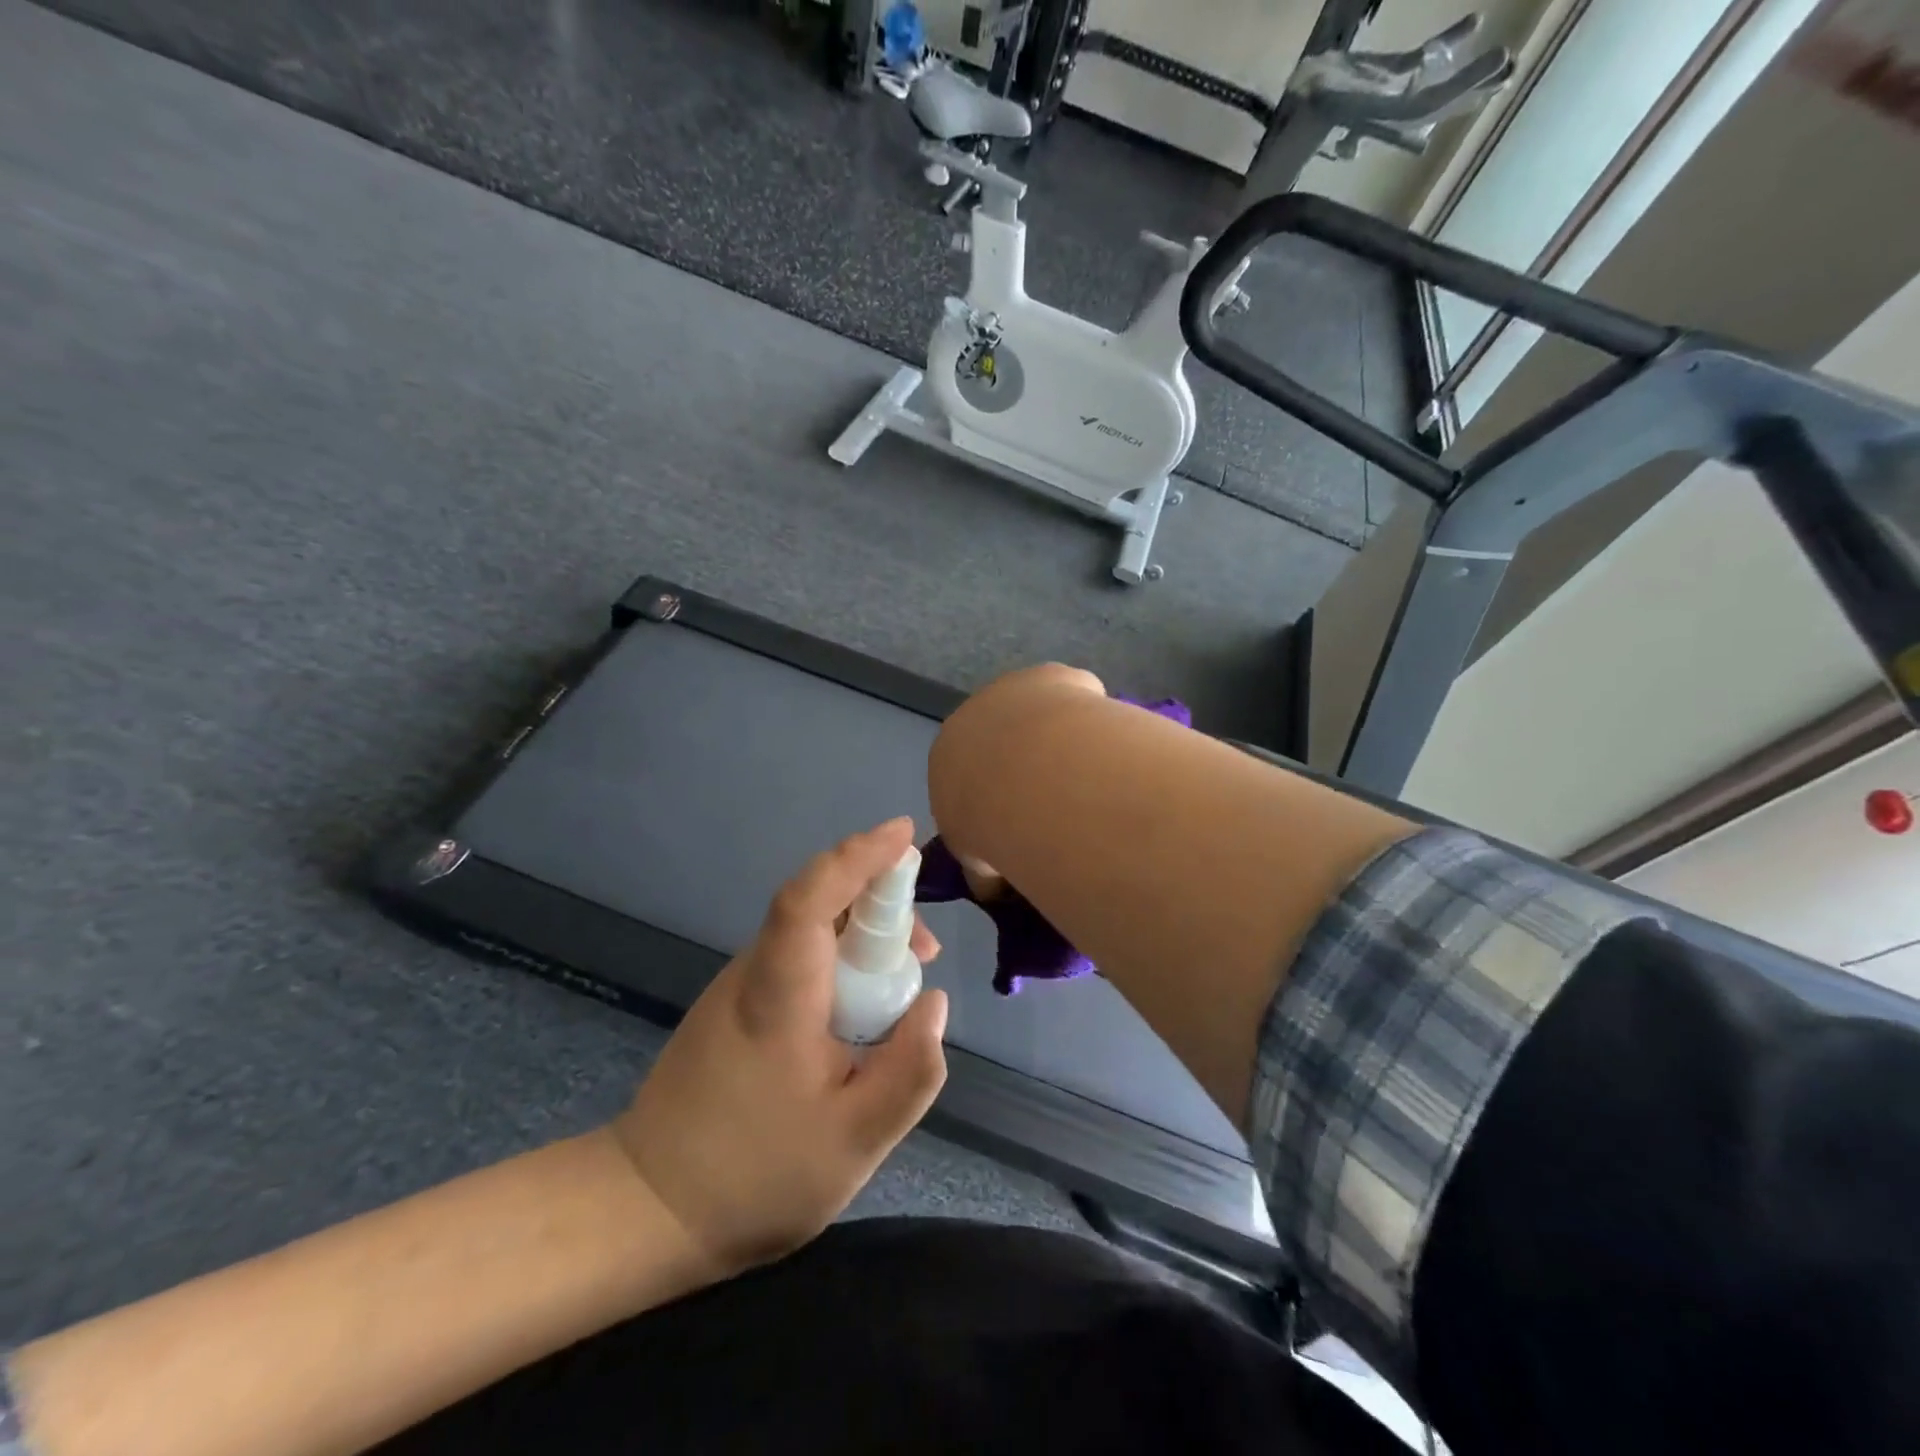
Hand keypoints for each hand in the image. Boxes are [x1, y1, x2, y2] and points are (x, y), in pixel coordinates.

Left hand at [610, 818, 949, 1274]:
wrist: (649, 1210)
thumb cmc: (755, 1175)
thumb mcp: (855, 1142)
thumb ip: (909, 1072)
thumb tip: (935, 1002)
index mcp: (778, 995)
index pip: (811, 898)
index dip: (858, 857)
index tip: (903, 835)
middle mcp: (754, 972)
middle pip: (818, 904)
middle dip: (879, 902)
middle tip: (925, 950)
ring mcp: (740, 986)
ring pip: (810, 930)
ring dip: (862, 934)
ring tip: (904, 981)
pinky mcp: (737, 1005)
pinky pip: (798, 955)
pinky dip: (840, 959)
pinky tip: (861, 1006)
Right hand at [934, 664, 1106, 900]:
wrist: (1029, 772)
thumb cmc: (993, 822)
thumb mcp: (979, 863)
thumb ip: (984, 872)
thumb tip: (992, 889)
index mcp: (947, 755)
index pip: (966, 773)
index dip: (992, 796)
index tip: (1019, 820)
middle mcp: (974, 714)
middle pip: (1003, 737)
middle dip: (1026, 763)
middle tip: (1058, 802)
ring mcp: (1014, 688)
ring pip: (1039, 714)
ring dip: (1056, 737)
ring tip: (1086, 777)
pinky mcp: (1052, 675)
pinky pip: (1074, 696)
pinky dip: (1087, 718)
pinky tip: (1104, 747)